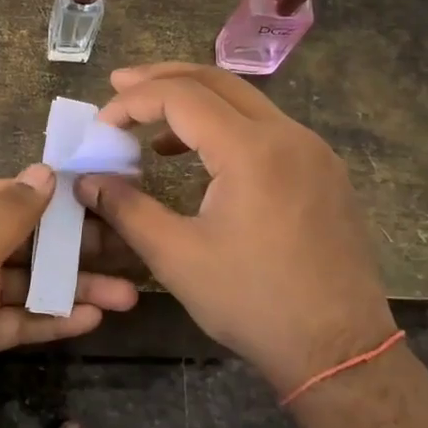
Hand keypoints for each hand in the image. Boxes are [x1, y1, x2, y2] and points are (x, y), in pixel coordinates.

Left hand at [0, 165, 138, 427]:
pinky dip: (53, 319)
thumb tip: (46, 170)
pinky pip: (20, 319)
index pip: (19, 194)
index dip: (65, 196)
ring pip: (32, 283)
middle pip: (32, 240)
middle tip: (135, 252)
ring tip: (129, 295)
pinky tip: (92, 319)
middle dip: (80, 248)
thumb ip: (11, 213)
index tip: (114, 198)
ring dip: (76, 288)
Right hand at [81, 63, 394, 396]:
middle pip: (217, 81)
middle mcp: (289, 136)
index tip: (100, 126)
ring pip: (246, 102)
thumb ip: (127, 209)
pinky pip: (268, 129)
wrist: (340, 349)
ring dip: (195, 102)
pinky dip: (226, 127)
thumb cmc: (253, 303)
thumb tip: (87, 181)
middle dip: (163, 79)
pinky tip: (200, 156)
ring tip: (151, 123)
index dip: (132, 102)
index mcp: (252, 150)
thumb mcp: (177, 257)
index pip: (181, 97)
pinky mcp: (324, 172)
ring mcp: (314, 151)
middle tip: (119, 84)